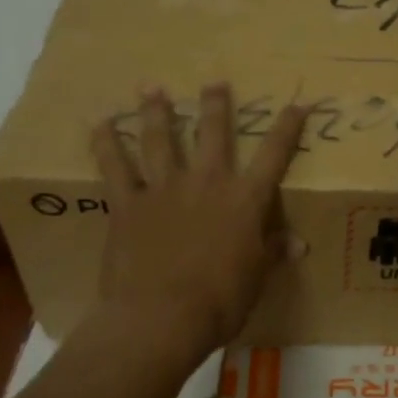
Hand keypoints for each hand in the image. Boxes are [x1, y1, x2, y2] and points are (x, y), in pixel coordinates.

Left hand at [91, 84, 308, 356]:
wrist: (161, 317)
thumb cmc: (220, 301)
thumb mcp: (256, 278)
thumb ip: (273, 252)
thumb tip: (298, 243)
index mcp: (245, 200)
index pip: (274, 155)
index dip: (288, 127)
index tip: (297, 103)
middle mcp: (207, 183)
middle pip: (214, 134)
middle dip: (216, 105)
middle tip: (214, 81)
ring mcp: (164, 189)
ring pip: (160, 140)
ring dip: (157, 111)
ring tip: (152, 87)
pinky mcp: (128, 204)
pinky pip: (115, 168)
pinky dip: (106, 144)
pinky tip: (100, 124)